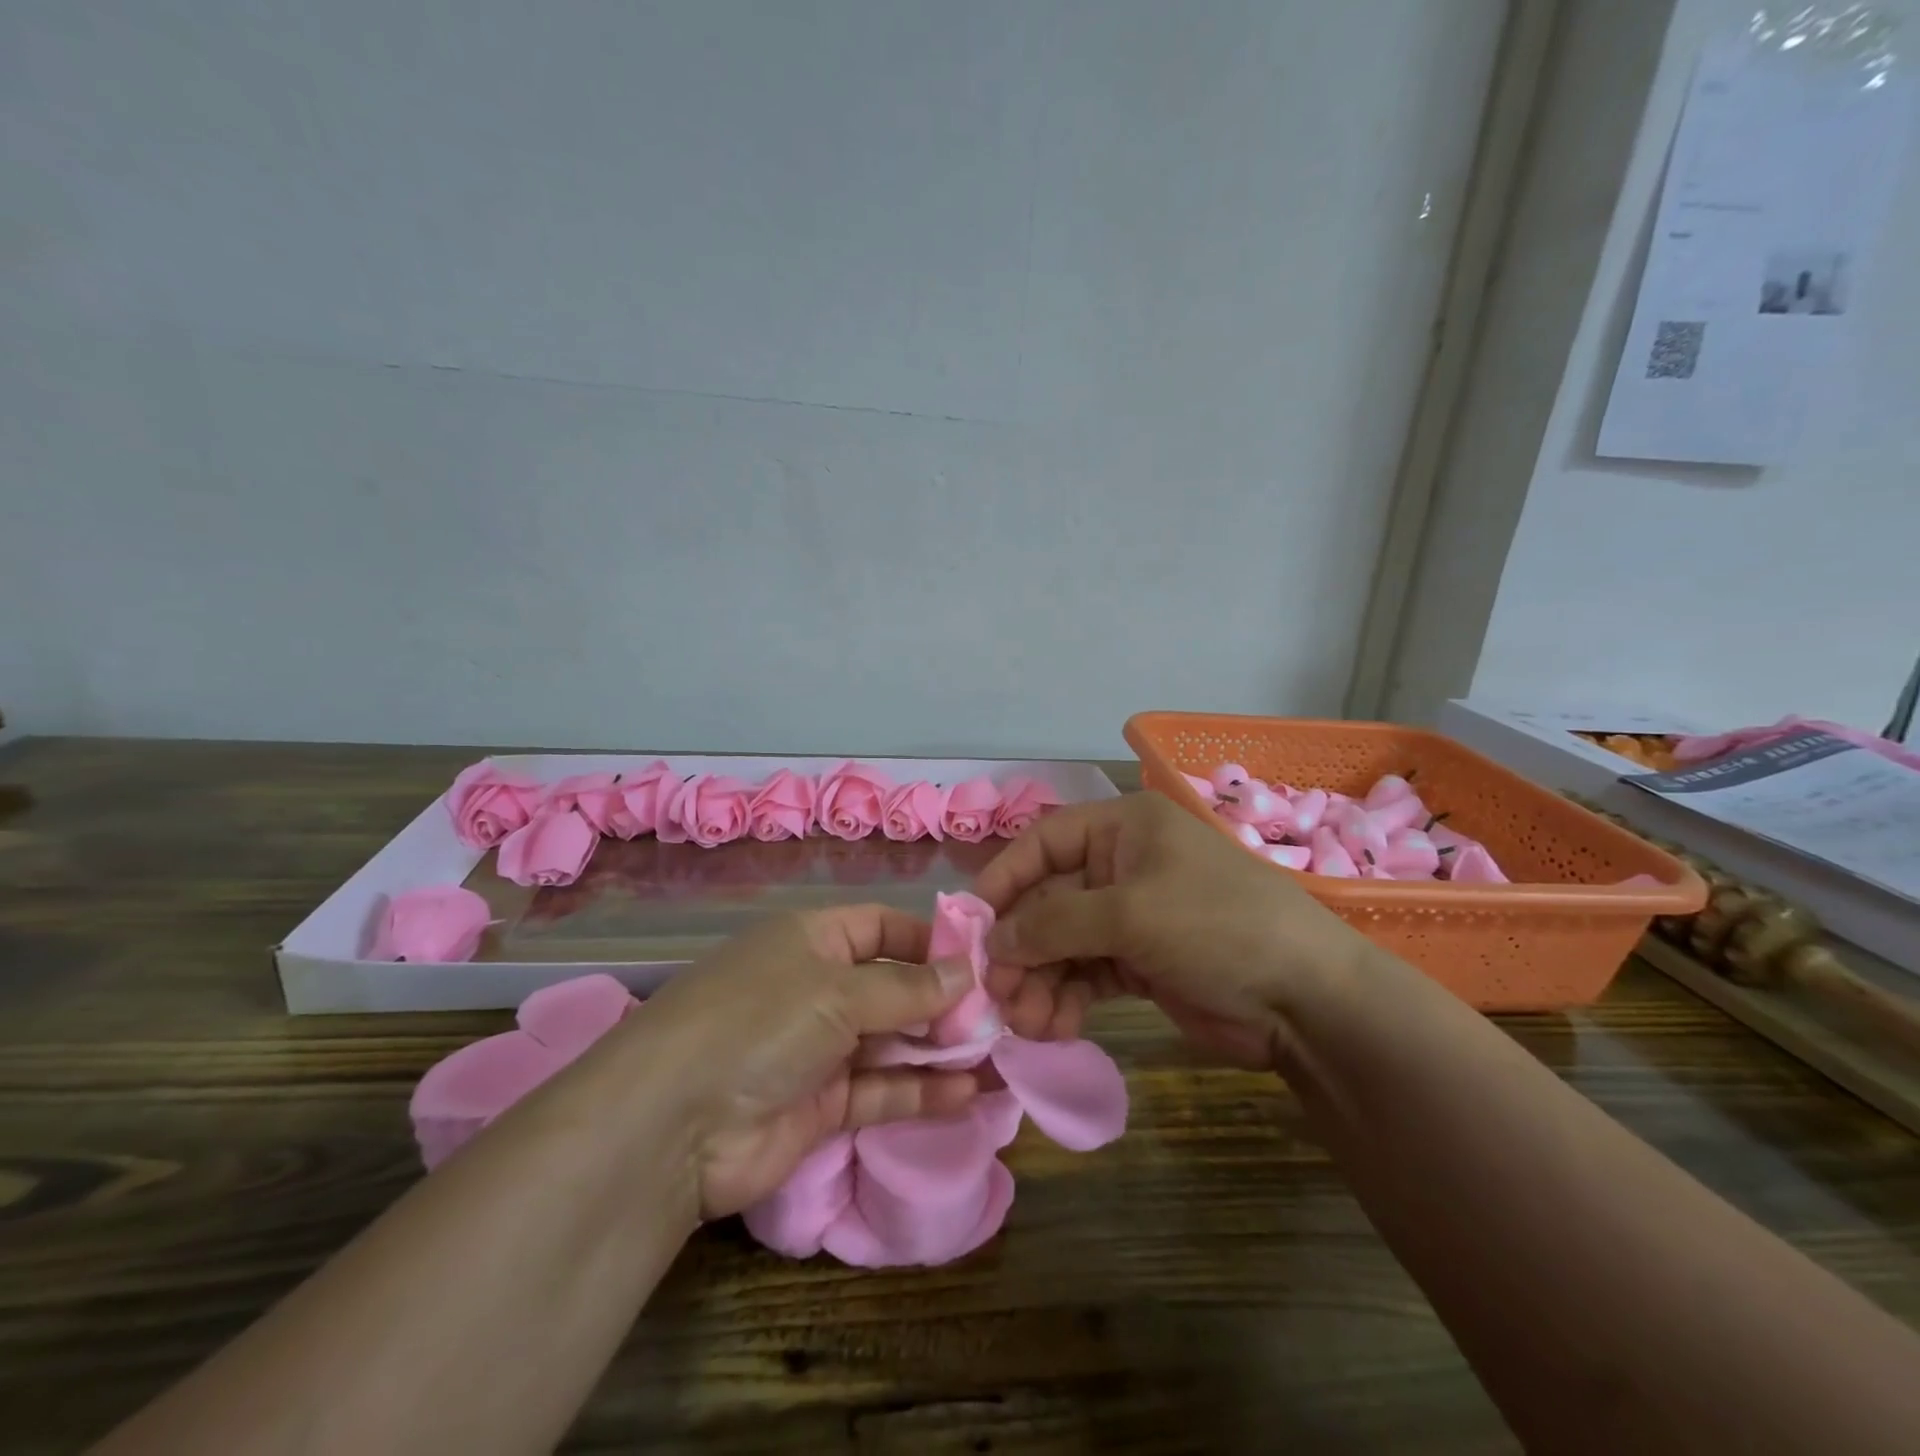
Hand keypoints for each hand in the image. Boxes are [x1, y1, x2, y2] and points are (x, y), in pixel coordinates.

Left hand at [634, 906, 979, 1218]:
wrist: (674, 1125)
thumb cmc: (761, 1022)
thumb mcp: (838, 991)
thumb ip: (907, 988)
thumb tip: (968, 973)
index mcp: (814, 940)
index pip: (883, 928)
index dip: (930, 940)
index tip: (983, 959)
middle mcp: (818, 988)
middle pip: (894, 986)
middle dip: (944, 1000)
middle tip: (1002, 1014)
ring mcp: (819, 1049)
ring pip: (893, 1042)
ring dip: (942, 1049)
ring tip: (1000, 1056)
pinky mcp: (822, 1105)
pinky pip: (882, 1090)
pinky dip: (922, 1091)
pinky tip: (969, 1093)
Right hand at [973, 792, 1378, 1066]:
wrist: (1306, 999)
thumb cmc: (1216, 926)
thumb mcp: (1130, 914)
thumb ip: (1054, 922)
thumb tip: (993, 940)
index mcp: (1122, 829)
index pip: (1043, 842)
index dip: (1004, 878)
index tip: (970, 923)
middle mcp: (1121, 866)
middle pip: (1048, 900)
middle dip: (1021, 947)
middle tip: (997, 993)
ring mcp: (1131, 917)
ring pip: (1062, 944)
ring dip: (1039, 981)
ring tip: (1027, 1022)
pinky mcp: (1140, 963)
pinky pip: (1085, 975)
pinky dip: (1066, 999)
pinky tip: (1054, 1027)